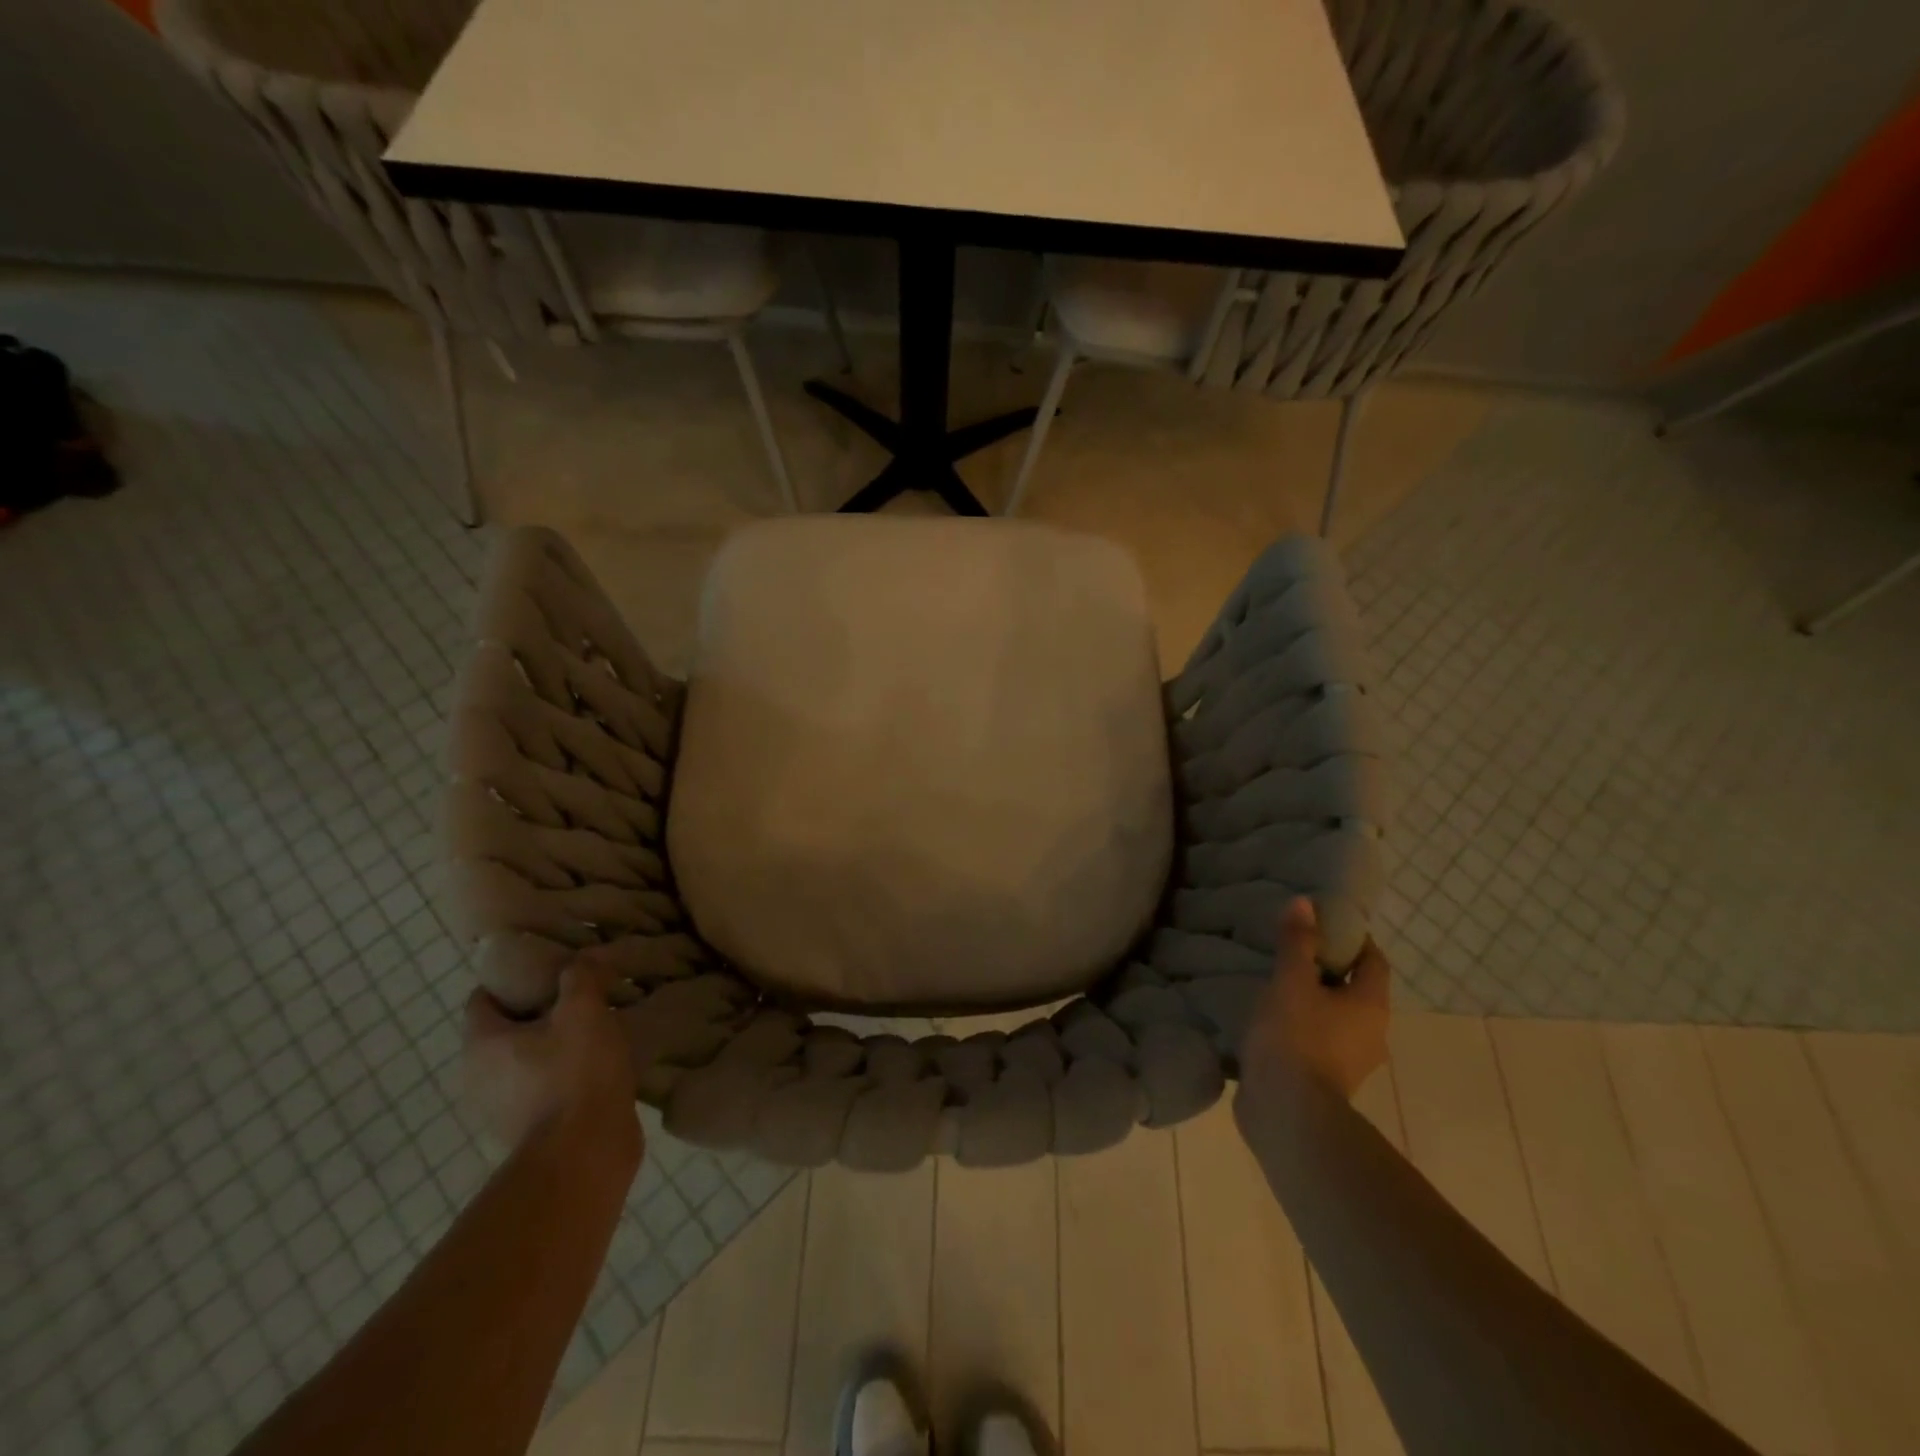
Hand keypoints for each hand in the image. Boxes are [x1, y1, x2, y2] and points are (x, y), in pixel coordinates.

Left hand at [463, 956, 640, 1152]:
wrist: (586, 1152)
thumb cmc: (575, 1073)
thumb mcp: (584, 1010)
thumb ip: (579, 976)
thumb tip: (580, 962)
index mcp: (482, 1044)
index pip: (483, 997)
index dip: (513, 976)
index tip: (548, 965)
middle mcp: (478, 1077)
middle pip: (505, 1029)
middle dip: (538, 1010)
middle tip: (578, 994)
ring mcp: (501, 1109)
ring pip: (525, 1059)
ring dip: (553, 1044)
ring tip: (593, 1028)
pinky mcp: (528, 1130)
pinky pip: (542, 1086)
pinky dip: (563, 1073)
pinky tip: (597, 1064)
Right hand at [1243, 898, 1389, 1099]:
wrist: (1287, 1113)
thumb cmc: (1296, 1037)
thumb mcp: (1291, 981)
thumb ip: (1297, 943)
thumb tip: (1306, 903)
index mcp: (1371, 1006)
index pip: (1374, 962)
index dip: (1353, 940)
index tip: (1323, 925)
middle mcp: (1371, 1034)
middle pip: (1356, 991)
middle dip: (1328, 970)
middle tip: (1292, 951)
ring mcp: (1350, 1063)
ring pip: (1335, 1019)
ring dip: (1312, 1002)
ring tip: (1275, 984)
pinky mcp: (1324, 1082)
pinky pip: (1316, 1043)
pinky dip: (1300, 1028)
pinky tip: (1270, 1021)